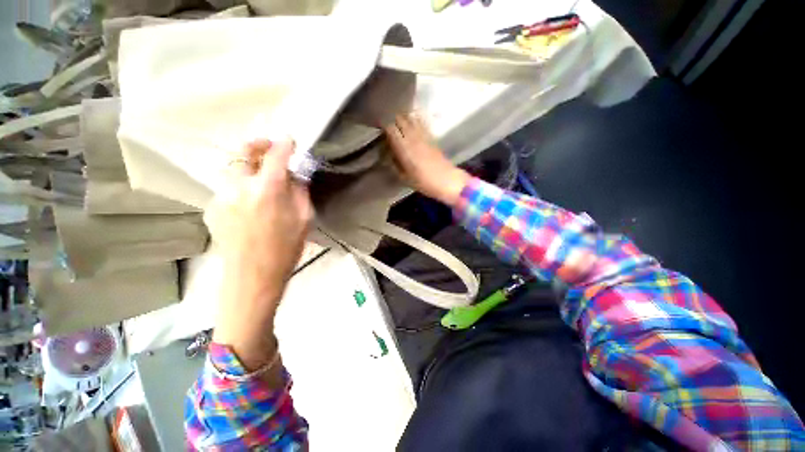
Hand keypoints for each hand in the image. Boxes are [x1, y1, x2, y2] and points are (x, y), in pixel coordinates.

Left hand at [205, 139, 312, 370]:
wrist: (253, 277)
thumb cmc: (286, 249)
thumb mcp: (305, 219)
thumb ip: (300, 192)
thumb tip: (296, 175)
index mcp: (267, 190)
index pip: (275, 156)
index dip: (284, 144)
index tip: (290, 140)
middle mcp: (239, 187)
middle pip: (243, 152)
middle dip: (257, 144)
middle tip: (269, 147)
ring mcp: (220, 197)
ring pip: (232, 170)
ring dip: (248, 167)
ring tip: (261, 178)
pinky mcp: (211, 208)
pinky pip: (227, 189)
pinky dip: (240, 188)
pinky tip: (249, 204)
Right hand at [383, 113, 469, 205]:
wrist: (446, 180)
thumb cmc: (424, 182)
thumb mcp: (404, 177)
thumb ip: (395, 164)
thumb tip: (389, 154)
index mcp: (403, 147)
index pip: (390, 128)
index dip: (383, 125)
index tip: (378, 127)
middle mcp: (412, 137)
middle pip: (400, 119)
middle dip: (392, 119)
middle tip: (387, 124)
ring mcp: (423, 135)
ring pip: (410, 118)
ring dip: (403, 118)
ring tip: (398, 122)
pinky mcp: (431, 136)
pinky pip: (421, 123)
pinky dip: (414, 119)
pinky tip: (411, 122)